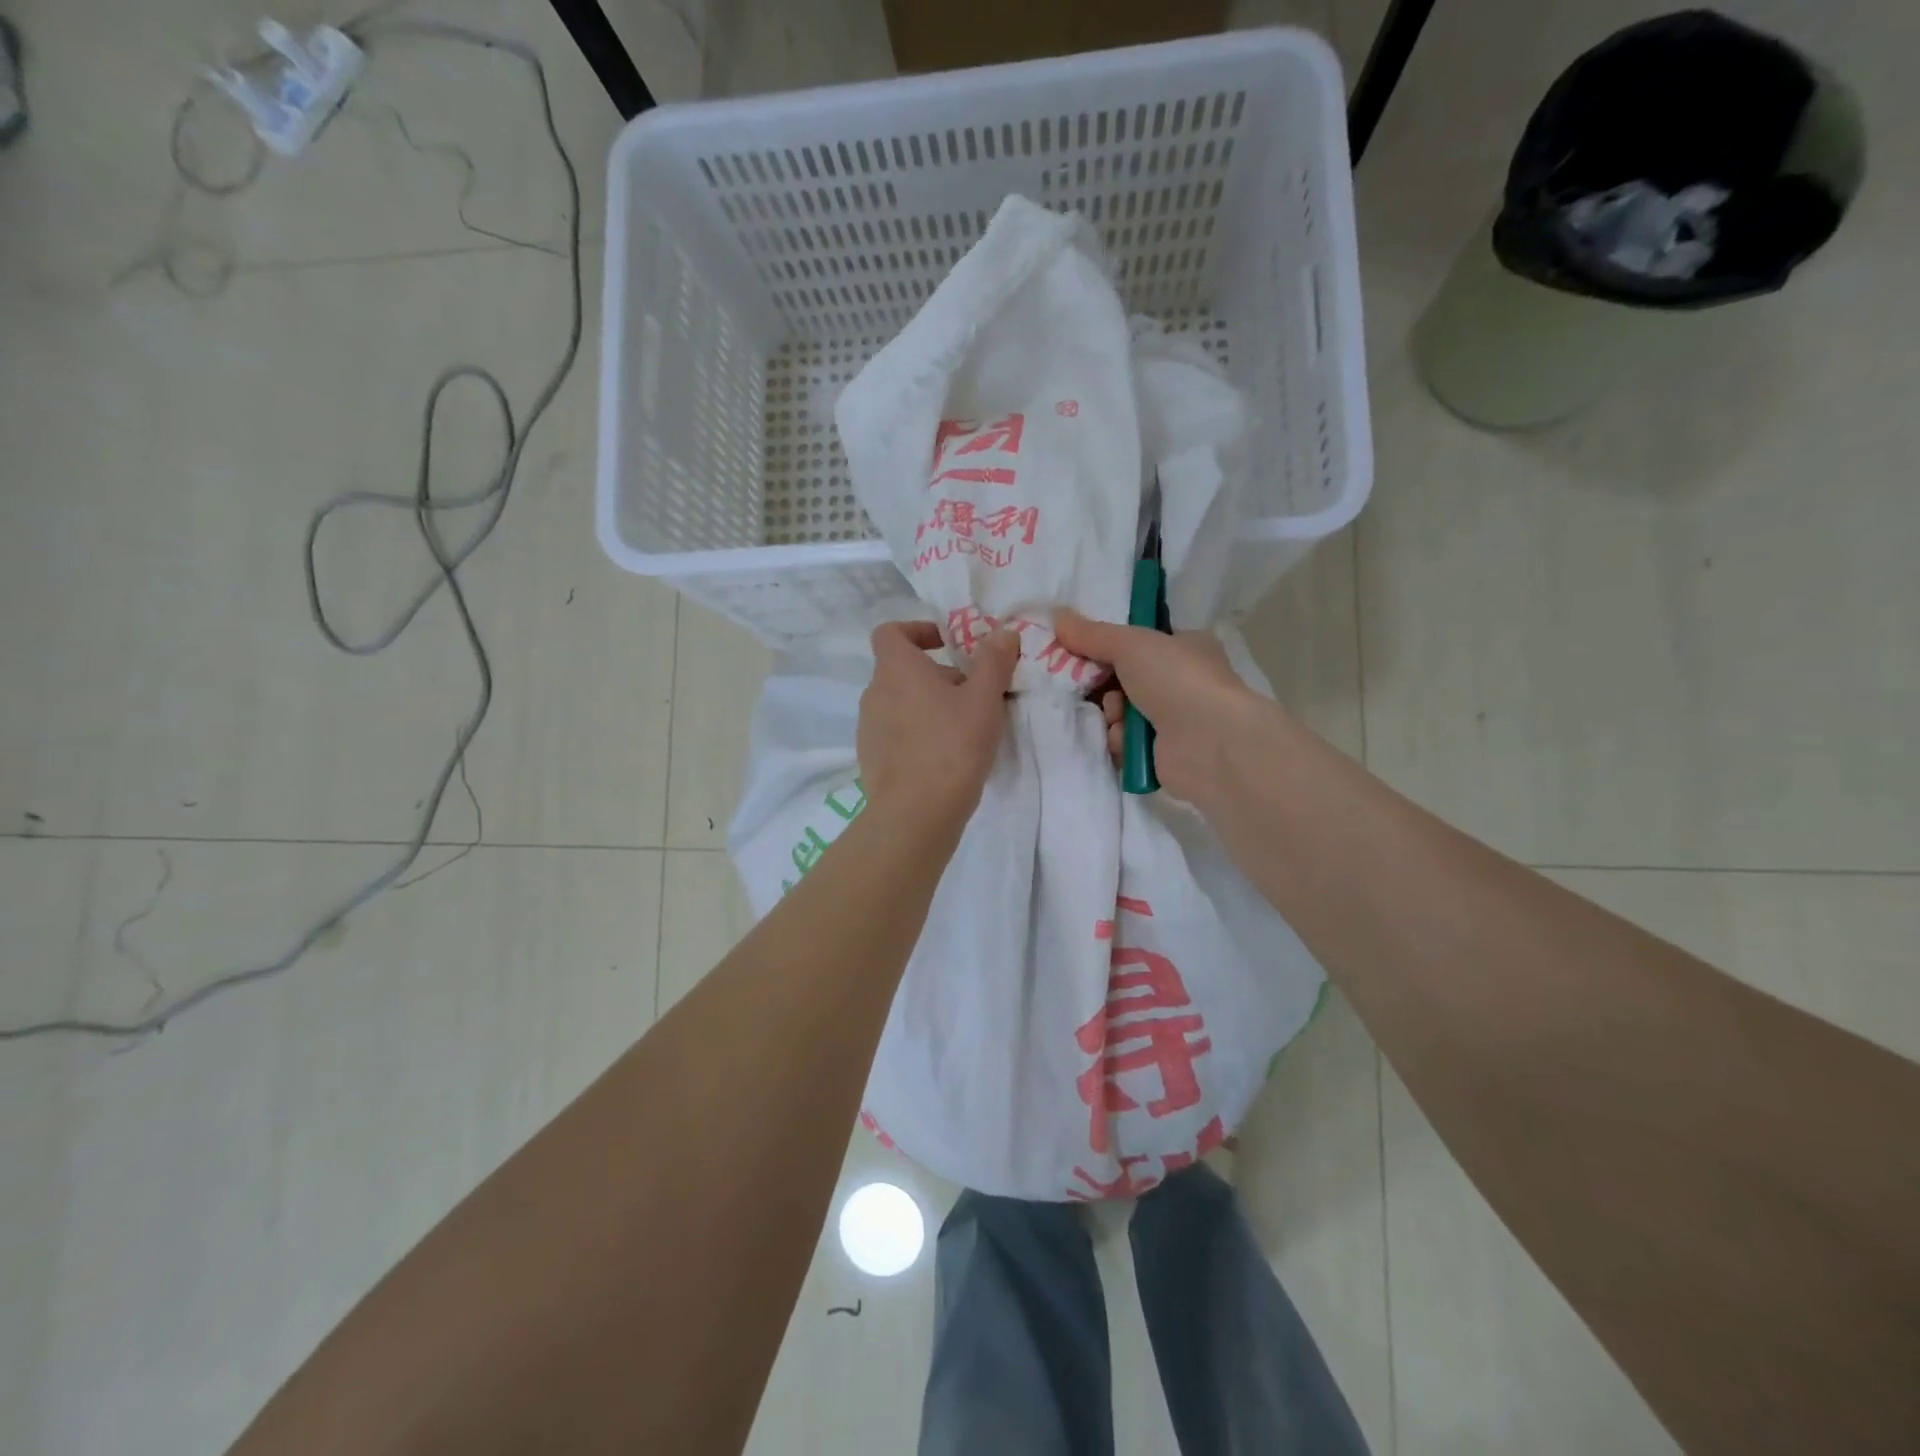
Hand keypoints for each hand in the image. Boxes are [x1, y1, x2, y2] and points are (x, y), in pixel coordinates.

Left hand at [858, 621, 1019, 829]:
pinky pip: (896, 733)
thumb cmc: (952, 746)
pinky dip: (917, 733)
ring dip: (928, 705)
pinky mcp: (871, 758)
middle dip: (937, 675)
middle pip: (902, 670)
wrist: (915, 814)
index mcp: (896, 669)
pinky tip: (944, 757)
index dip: (918, 630)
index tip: (948, 644)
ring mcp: (868, 728)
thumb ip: (993, 661)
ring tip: (963, 728)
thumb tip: (1002, 633)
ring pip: (900, 703)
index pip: (891, 632)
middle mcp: (874, 692)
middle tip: (974, 694)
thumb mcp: (984, 699)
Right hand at [1056, 609, 1266, 806]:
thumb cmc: (1176, 680)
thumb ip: (1092, 634)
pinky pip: (1125, 743)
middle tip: (1088, 685)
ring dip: (1112, 715)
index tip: (1079, 651)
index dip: (1108, 647)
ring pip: (1120, 713)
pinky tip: (1127, 742)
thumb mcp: (1131, 644)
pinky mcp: (1162, 754)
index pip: (1139, 644)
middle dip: (1103, 685)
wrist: (1208, 742)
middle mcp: (1181, 682)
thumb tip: (1056, 616)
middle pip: (1123, 680)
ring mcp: (1174, 721)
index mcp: (1185, 647)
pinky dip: (1121, 742)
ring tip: (1118, 718)